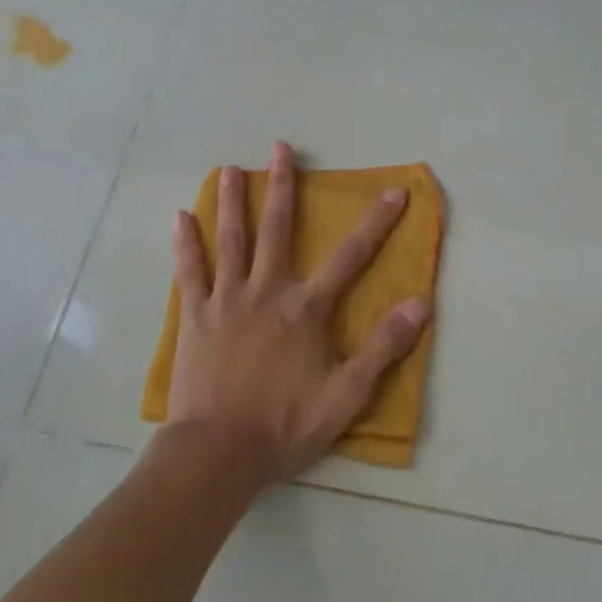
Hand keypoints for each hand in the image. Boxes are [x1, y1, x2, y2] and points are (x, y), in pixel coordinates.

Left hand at [166, 141, 429, 483]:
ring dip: (233, 202)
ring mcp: (226, 300)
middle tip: (280, 148)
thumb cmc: (285, 424)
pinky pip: (190, 271)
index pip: (351, 256)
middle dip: (283, 186)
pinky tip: (180, 216)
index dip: (376, 223)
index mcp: (306, 308)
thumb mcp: (347, 394)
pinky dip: (186, 243)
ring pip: (231, 240)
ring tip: (230, 168)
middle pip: (278, 229)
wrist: (218, 453)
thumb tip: (421, 303)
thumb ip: (384, 347)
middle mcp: (267, 291)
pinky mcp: (195, 317)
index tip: (393, 191)